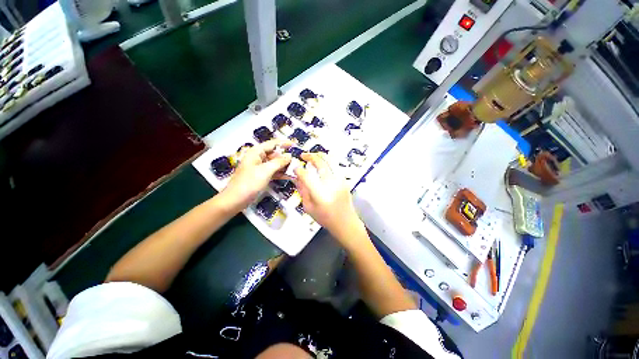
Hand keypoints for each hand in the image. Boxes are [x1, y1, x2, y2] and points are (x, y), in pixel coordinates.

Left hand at [221, 139, 292, 210]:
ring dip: (284, 166)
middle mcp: (258, 158)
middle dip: (285, 157)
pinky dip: (280, 173)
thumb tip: (289, 156)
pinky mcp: (261, 176)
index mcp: (256, 152)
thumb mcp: (266, 171)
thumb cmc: (249, 183)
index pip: (273, 143)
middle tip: (297, 161)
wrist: (236, 200)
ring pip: (275, 163)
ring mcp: (260, 167)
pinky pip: (273, 171)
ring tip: (295, 169)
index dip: (284, 143)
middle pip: (275, 154)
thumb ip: (279, 162)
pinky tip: (289, 176)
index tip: (295, 145)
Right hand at [294, 153, 365, 243]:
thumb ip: (302, 190)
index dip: (299, 169)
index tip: (295, 168)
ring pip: (330, 160)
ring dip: (320, 156)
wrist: (345, 222)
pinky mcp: (344, 180)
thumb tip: (297, 177)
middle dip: (310, 156)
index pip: (307, 175)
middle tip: (303, 156)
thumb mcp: (308, 207)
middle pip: (320, 163)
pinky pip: (335, 165)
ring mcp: (340, 181)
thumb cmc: (326, 218)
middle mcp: (331, 185)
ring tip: (312, 157)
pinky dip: (327, 161)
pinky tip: (322, 164)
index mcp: (320, 194)